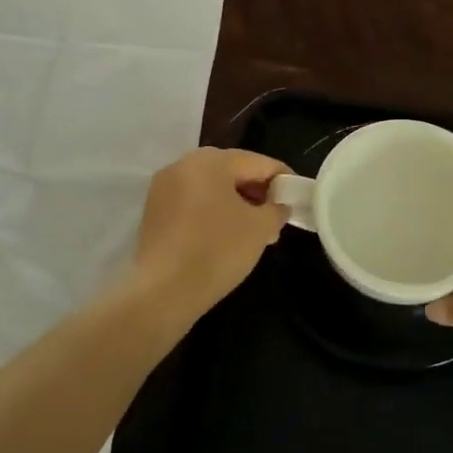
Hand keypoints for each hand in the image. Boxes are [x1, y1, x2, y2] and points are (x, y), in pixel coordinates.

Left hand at [131, 147, 290, 315]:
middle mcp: (183, 165)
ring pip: (212, 188)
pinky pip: (193, 203)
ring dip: (236, 204)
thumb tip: (278, 205)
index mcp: (211, 161)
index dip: (283, 179)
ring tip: (255, 232)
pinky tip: (226, 237)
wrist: (163, 291)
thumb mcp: (261, 228)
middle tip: (276, 218)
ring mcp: (164, 188)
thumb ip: (277, 209)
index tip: (298, 198)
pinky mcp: (154, 212)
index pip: (258, 162)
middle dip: (258, 193)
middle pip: (232, 171)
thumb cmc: (217, 250)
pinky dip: (213, 213)